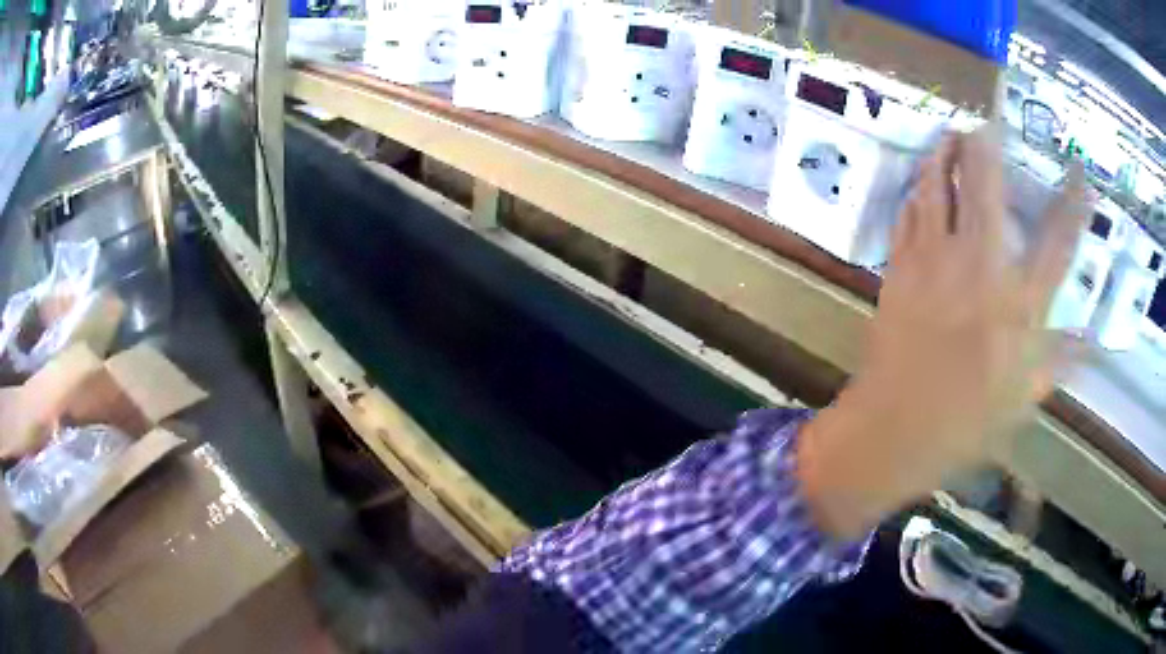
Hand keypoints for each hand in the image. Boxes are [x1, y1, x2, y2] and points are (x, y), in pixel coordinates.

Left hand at [799, 127, 1092, 539]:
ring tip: (951, 133)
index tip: (1080, 173)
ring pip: (937, 184)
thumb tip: (1091, 342)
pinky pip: (908, 213)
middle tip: (988, 123)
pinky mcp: (899, 267)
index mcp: (1019, 307)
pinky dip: (917, 190)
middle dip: (988, 145)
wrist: (891, 432)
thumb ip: (1058, 361)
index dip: (1072, 203)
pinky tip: (922, 181)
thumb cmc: (963, 426)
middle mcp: (981, 269)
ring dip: (944, 152)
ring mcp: (934, 262)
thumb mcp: (1021, 400)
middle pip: (986, 184)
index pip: (1057, 242)